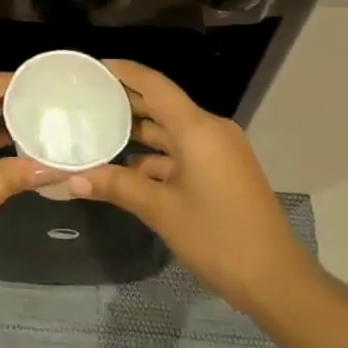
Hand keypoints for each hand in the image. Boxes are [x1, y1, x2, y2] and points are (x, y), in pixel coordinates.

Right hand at [65, 60, 322, 318]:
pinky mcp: (223, 172)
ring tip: (99, 130)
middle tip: (88, 98)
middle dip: (127, 102)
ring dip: (140, 133)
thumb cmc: (217, 236)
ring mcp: (219, 152)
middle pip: (163, 106)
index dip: (126, 73)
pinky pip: (183, 152)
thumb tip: (71, 179)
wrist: (276, 280)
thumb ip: (116, 187)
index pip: (155, 86)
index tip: (96, 68)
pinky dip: (157, 157)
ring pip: (172, 132)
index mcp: (198, 128)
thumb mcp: (161, 210)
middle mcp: (210, 131)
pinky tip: (128, 169)